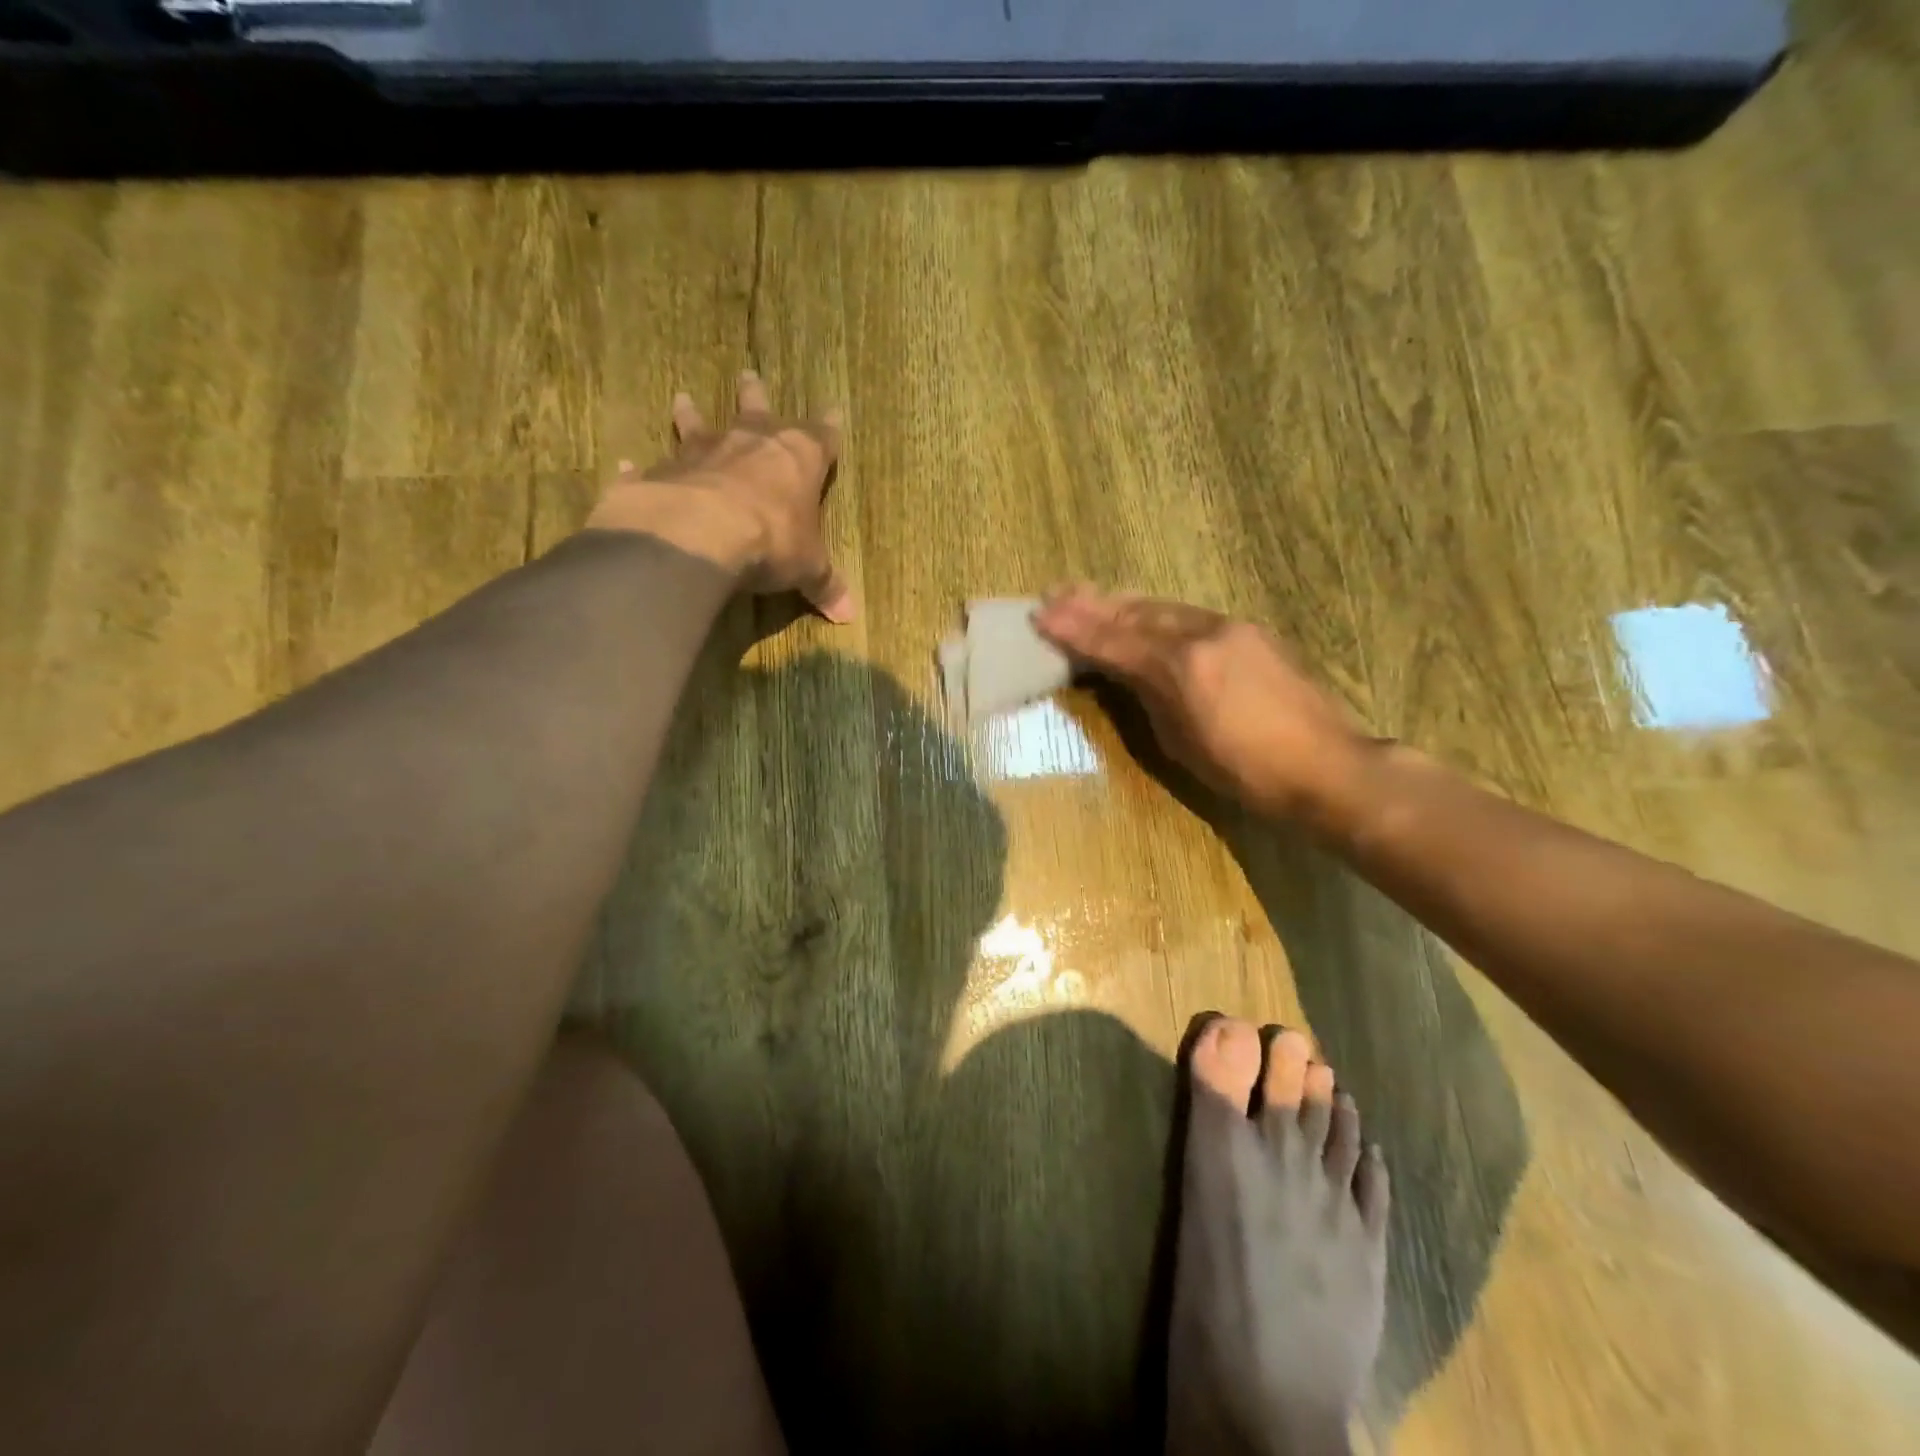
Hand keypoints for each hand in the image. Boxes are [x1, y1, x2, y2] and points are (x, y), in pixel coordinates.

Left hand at [586, 370, 855, 622]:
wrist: (701, 534)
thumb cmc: (772, 541)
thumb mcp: (808, 569)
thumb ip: (825, 585)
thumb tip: (849, 615)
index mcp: (797, 458)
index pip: (820, 436)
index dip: (828, 428)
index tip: (833, 411)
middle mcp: (749, 443)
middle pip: (756, 409)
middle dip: (756, 395)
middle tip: (749, 374)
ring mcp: (701, 453)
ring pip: (698, 424)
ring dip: (691, 413)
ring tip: (682, 397)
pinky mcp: (661, 472)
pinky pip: (650, 466)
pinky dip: (639, 466)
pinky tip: (626, 463)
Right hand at [1033, 586, 1370, 822]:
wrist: (1326, 767)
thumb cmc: (1246, 772)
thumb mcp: (1181, 743)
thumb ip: (1149, 697)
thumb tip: (1126, 674)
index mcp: (1180, 667)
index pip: (1114, 641)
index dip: (1075, 628)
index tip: (1040, 613)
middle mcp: (1203, 634)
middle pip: (1136, 613)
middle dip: (1093, 603)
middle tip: (1056, 592)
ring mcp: (1231, 628)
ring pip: (1164, 607)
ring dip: (1123, 603)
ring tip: (1089, 594)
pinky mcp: (1251, 632)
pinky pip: (1189, 614)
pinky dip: (1156, 612)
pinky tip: (1143, 612)